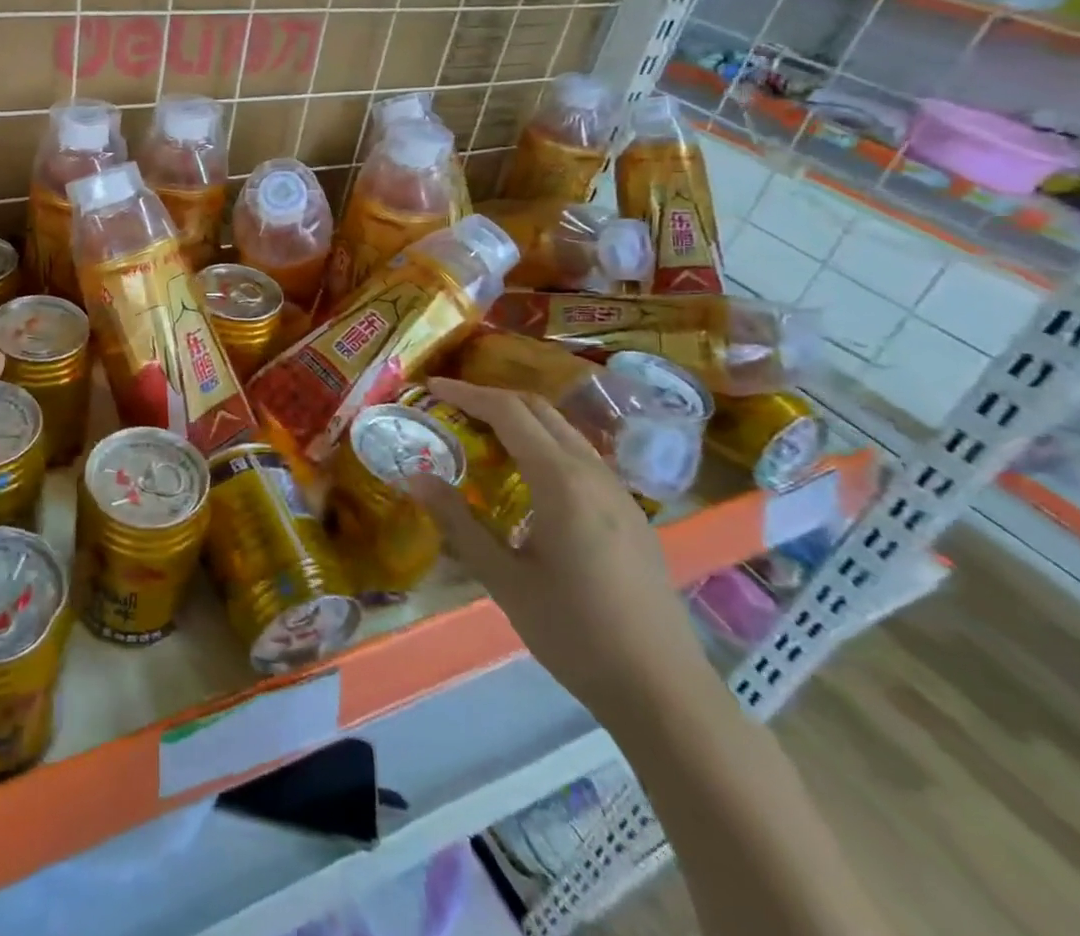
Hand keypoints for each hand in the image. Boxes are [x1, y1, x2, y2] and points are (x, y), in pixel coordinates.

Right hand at [411, 380, 714, 726]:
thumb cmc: (575, 633)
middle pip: (540, 410)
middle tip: (452, 408)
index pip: (509, 412)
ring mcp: (618, 493)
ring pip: (564, 431)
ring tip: (483, 437)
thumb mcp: (504, 580)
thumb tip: (416, 476)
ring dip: (521, 421)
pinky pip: (581, 457)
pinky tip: (528, 479)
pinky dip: (545, 445)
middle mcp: (594, 473)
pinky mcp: (631, 515)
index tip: (432, 388)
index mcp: (561, 481)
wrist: (663, 691)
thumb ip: (458, 523)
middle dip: (493, 399)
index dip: (467, 393)